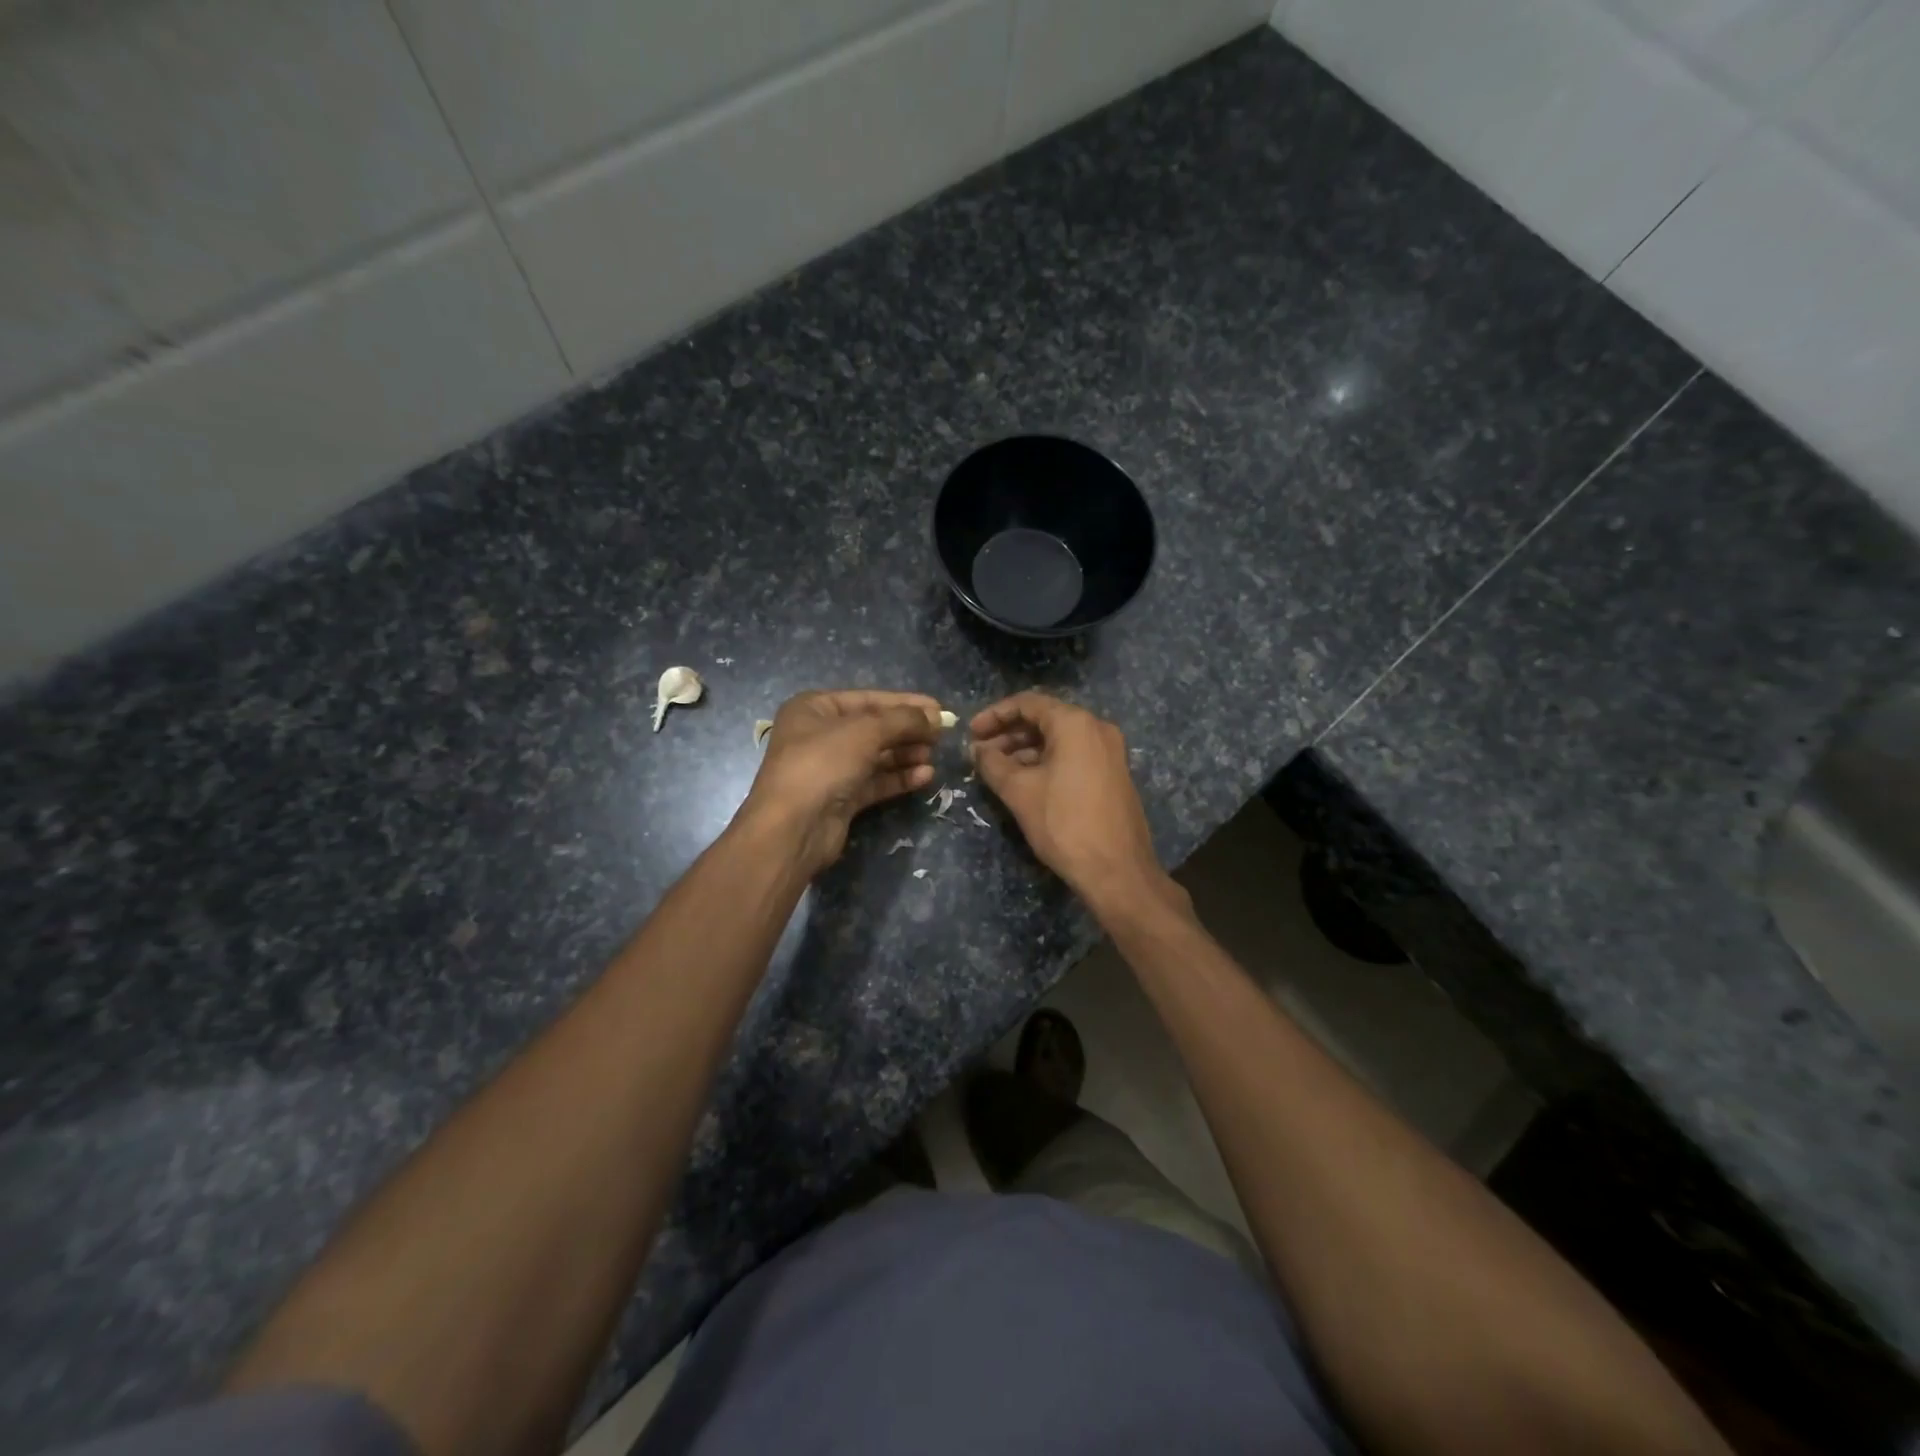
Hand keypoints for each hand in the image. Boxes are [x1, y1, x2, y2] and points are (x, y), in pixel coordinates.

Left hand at [740, 690, 943, 874]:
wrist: (793, 827)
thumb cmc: (823, 763)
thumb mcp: (866, 730)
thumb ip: (903, 720)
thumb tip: (934, 717)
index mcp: (815, 708)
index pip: (868, 699)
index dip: (905, 703)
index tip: (938, 708)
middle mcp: (820, 735)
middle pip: (874, 728)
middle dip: (908, 731)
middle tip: (941, 735)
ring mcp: (830, 769)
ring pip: (876, 756)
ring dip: (906, 754)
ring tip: (934, 756)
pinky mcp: (840, 798)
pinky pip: (875, 782)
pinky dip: (899, 778)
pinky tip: (925, 776)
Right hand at [971, 692, 1185, 918]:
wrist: (1117, 870)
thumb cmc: (1064, 824)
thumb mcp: (1019, 791)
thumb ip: (993, 764)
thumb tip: (977, 750)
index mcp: (1076, 723)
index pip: (1028, 703)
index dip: (994, 714)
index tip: (971, 733)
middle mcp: (1097, 729)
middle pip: (1045, 719)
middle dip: (1009, 733)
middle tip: (980, 753)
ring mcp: (1109, 752)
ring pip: (1059, 739)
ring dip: (1025, 749)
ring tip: (997, 770)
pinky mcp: (1113, 774)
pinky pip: (1074, 755)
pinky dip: (1046, 761)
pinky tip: (1024, 782)